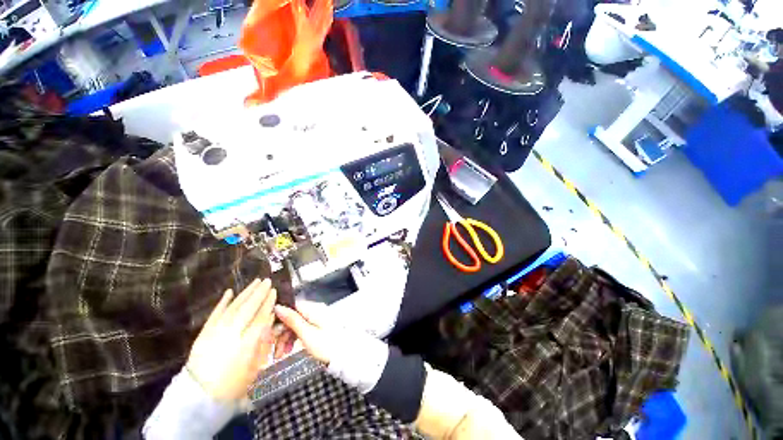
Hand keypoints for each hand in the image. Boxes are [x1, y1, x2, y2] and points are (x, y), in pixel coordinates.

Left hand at [186, 278, 276, 400]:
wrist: (199, 396)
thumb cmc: (233, 385)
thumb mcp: (255, 368)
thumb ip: (263, 343)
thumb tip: (270, 320)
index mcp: (245, 346)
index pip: (260, 318)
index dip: (268, 303)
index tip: (274, 291)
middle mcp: (231, 336)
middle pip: (247, 310)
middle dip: (258, 293)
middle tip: (267, 281)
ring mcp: (215, 334)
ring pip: (233, 308)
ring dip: (245, 293)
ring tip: (255, 282)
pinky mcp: (203, 334)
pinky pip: (214, 314)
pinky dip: (222, 302)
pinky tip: (230, 291)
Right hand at [274, 302, 338, 364]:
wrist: (344, 355)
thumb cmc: (326, 345)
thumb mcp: (306, 334)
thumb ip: (292, 320)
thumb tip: (278, 306)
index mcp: (313, 308)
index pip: (291, 307)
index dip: (279, 319)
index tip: (270, 333)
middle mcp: (315, 310)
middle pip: (292, 317)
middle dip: (281, 333)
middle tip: (274, 349)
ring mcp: (317, 318)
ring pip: (296, 325)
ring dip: (286, 338)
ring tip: (280, 355)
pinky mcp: (318, 327)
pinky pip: (302, 329)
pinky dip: (294, 339)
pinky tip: (289, 350)